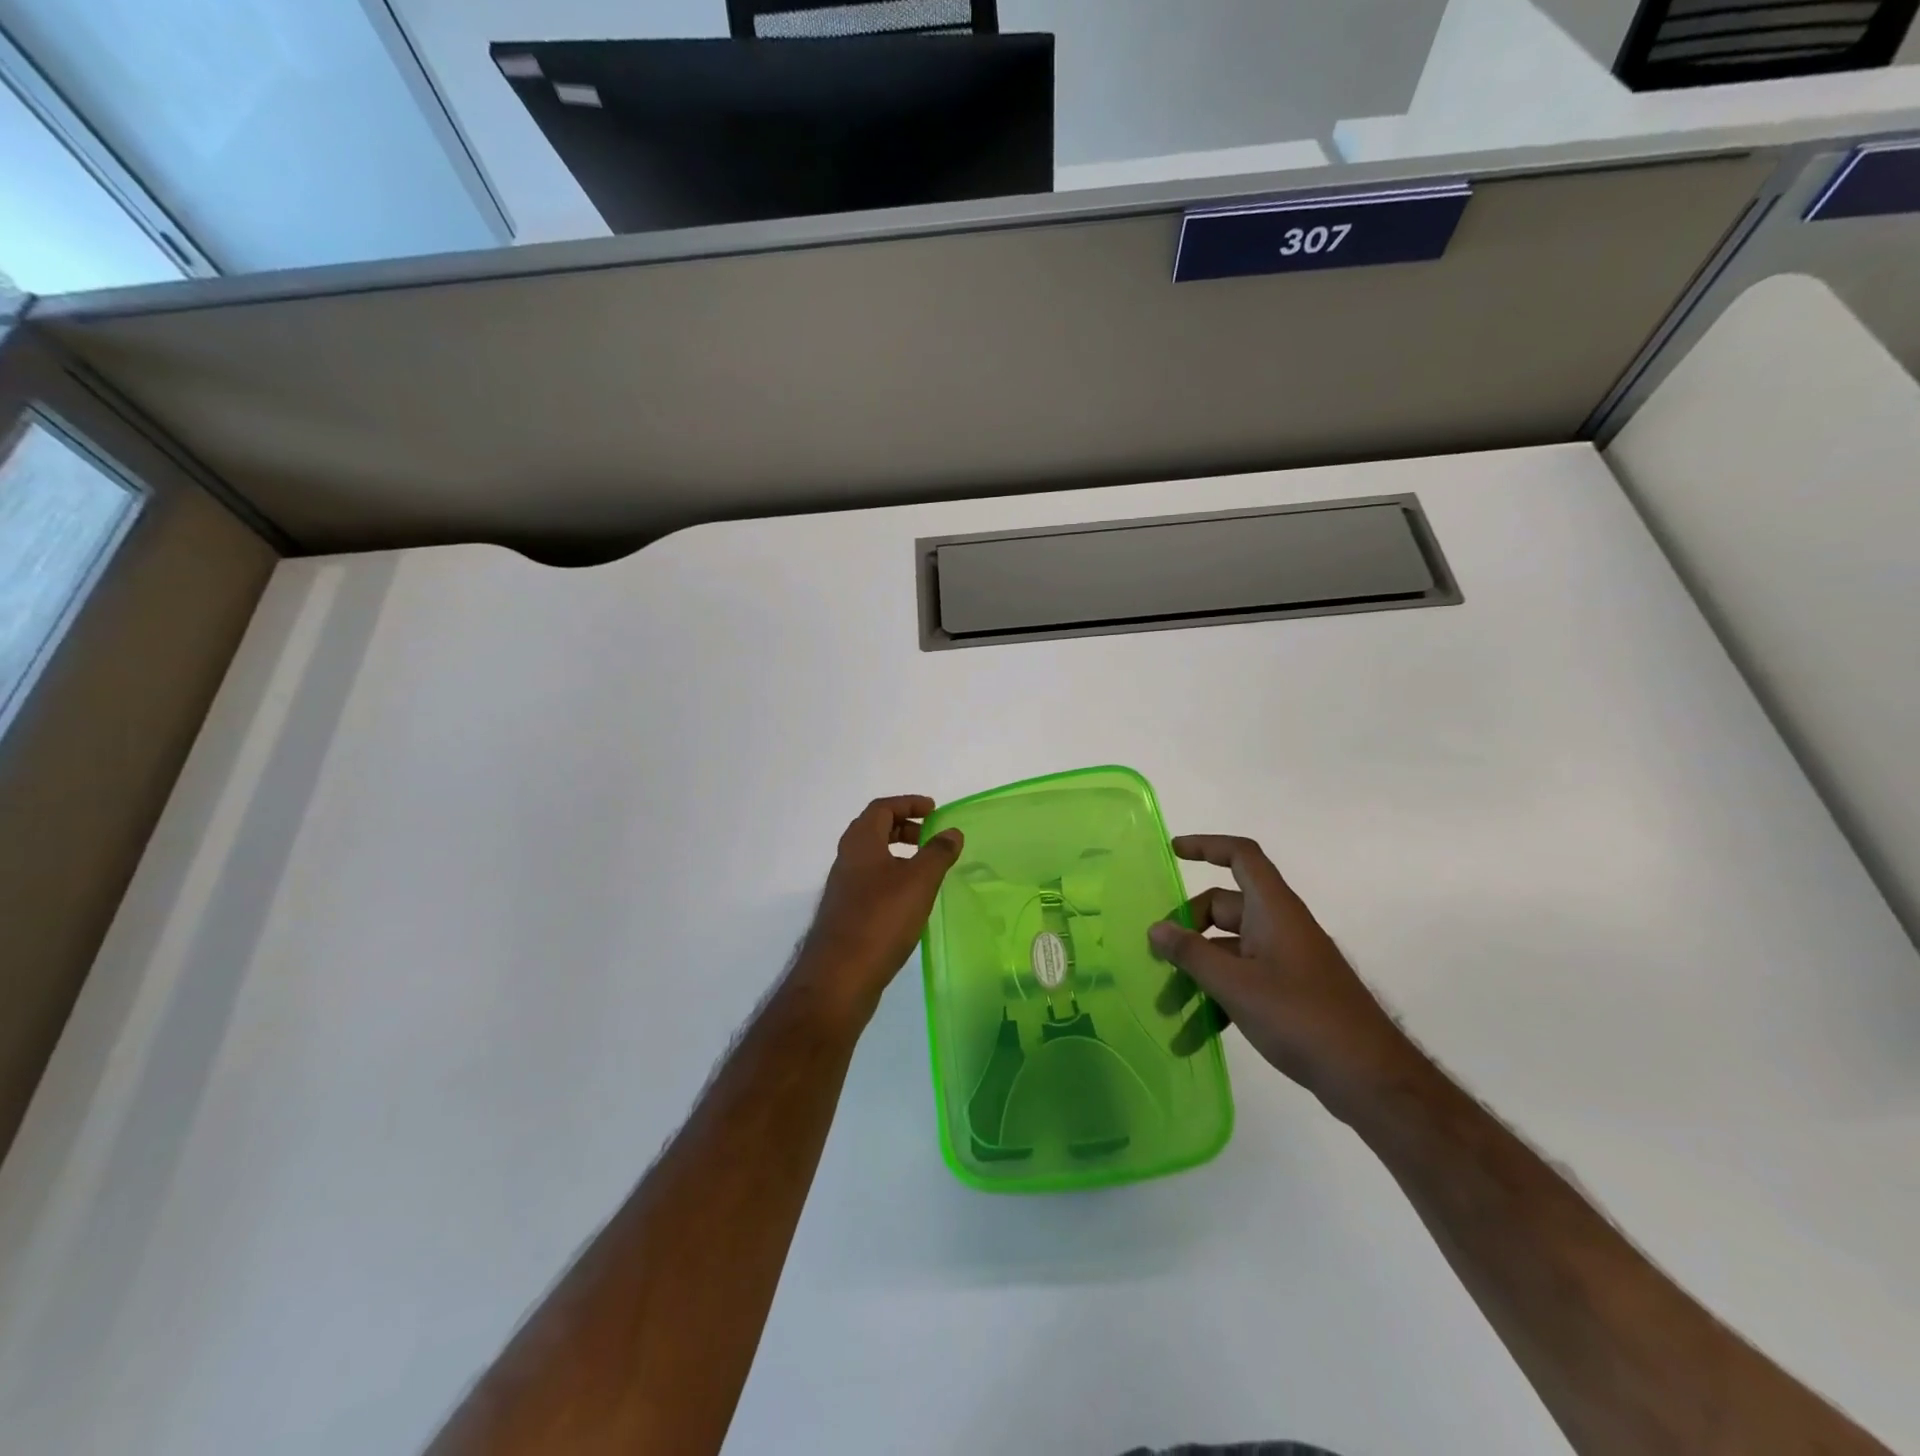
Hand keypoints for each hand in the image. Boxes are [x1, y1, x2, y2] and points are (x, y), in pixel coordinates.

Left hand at [790, 796, 963, 1023]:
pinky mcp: (845, 914)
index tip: (934, 811)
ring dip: (898, 855)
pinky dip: (892, 879)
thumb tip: (952, 831)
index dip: (908, 804)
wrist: (839, 977)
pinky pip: (870, 882)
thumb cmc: (881, 919)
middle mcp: (847, 859)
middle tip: (931, 838)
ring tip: (926, 870)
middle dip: (904, 828)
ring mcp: (843, 888)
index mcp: (860, 842)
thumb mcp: (919, 881)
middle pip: (874, 830)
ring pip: (872, 858)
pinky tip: (910, 901)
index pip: (882, 808)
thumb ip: (938, 853)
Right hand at [1150, 834, 1418, 1120]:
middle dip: (1186, 933)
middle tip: (1157, 958)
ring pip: (1228, 952)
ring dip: (1196, 977)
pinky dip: (1218, 1002)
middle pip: (1224, 909)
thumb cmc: (1302, 1017)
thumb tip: (1156, 928)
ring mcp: (1286, 961)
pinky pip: (1243, 982)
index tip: (1173, 852)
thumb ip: (1192, 954)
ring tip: (1166, 1011)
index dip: (1207, 846)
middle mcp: (1280, 927)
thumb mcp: (1236, 985)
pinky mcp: (1290, 993)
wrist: (1371, 1078)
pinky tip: (1193, 1036)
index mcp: (1273, 910)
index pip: (1241, 857)